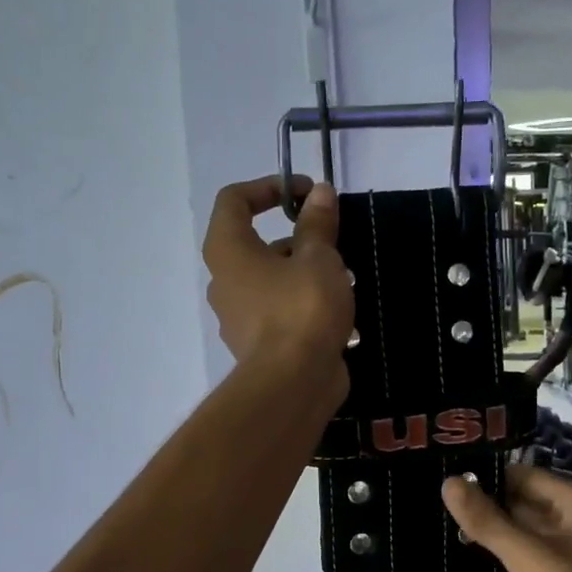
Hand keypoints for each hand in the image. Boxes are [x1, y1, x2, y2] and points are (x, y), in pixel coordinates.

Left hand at [204, 175, 353, 406]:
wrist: (294, 384)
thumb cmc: (302, 310)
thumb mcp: (319, 259)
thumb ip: (318, 224)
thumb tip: (320, 194)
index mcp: (228, 251)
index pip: (234, 200)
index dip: (269, 187)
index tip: (305, 195)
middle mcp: (225, 282)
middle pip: (257, 245)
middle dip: (299, 239)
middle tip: (334, 243)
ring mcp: (240, 318)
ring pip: (273, 282)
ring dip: (306, 275)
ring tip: (346, 281)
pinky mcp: (259, 347)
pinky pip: (281, 314)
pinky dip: (305, 308)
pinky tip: (340, 316)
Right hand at [442, 465, 571, 571]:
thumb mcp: (528, 556)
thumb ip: (487, 520)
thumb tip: (448, 482)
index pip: (525, 476)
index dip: (488, 476)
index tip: (445, 479)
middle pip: (522, 502)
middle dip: (484, 504)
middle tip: (435, 504)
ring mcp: (565, 556)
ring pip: (520, 533)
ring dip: (489, 532)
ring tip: (440, 525)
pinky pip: (522, 560)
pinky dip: (498, 557)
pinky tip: (464, 556)